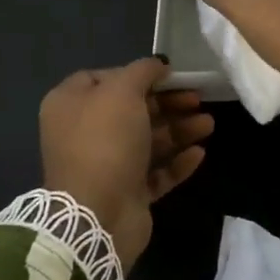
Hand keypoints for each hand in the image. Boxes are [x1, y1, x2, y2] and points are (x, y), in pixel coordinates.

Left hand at [39, 58, 213, 268]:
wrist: (98, 214)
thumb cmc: (105, 141)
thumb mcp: (123, 91)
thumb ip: (143, 71)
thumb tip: (158, 64)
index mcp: (71, 104)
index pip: (104, 78)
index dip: (137, 74)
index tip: (169, 75)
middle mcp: (84, 133)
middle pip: (132, 110)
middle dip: (168, 103)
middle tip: (198, 98)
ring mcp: (105, 165)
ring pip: (147, 141)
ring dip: (179, 130)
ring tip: (209, 124)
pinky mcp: (125, 193)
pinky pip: (154, 172)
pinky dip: (176, 162)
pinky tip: (199, 153)